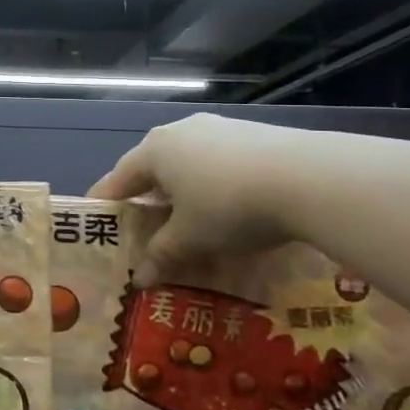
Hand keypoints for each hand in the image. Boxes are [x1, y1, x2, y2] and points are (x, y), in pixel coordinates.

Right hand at [89, 114, 300, 284]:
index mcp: (153, 151)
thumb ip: (161, 255)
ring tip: (192, 223)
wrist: (311, 178)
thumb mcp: (190, 238)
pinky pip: (222, 164)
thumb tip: (139, 280)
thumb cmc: (229, 206)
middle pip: (154, 169)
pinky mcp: (256, 135)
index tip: (97, 223)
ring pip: (190, 165)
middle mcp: (180, 132)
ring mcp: (220, 129)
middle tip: (146, 228)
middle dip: (149, 200)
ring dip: (185, 194)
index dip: (105, 204)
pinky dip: (217, 187)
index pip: (118, 179)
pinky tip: (233, 211)